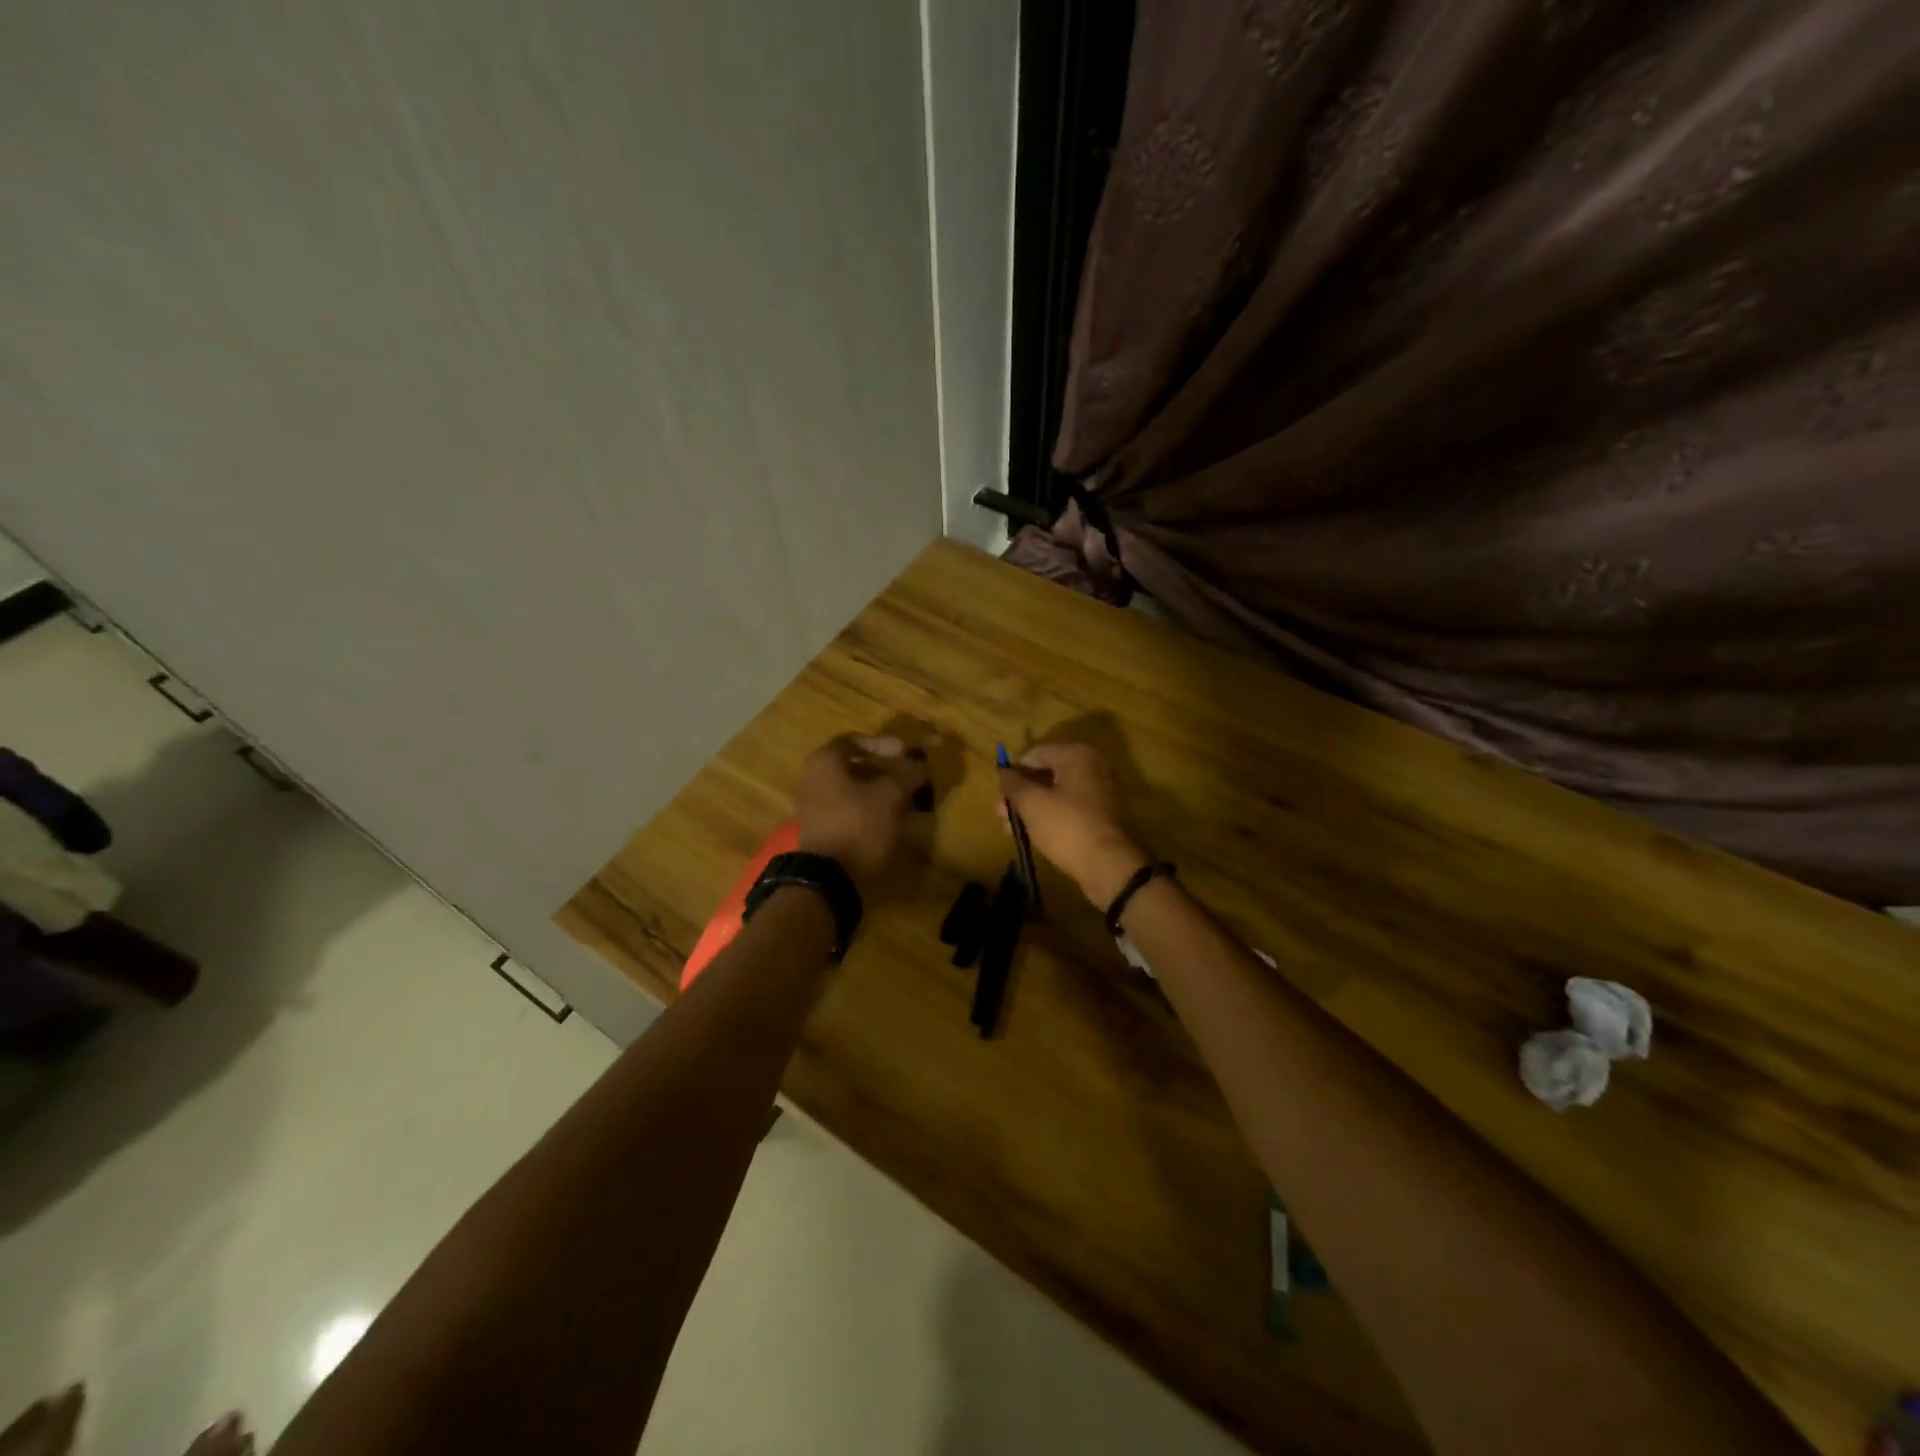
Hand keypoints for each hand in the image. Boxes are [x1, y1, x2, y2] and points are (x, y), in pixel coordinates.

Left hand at [796, 734, 929, 889]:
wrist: (828, 877)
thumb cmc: (858, 825)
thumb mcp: (890, 796)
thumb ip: (907, 774)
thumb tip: (920, 763)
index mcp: (825, 761)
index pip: (856, 739)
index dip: (884, 743)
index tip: (906, 753)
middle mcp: (814, 778)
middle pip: (855, 764)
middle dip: (886, 769)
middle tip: (910, 776)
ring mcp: (816, 805)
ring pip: (854, 788)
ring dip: (882, 790)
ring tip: (908, 799)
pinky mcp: (824, 828)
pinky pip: (851, 808)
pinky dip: (872, 808)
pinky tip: (894, 818)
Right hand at [998, 742, 1149, 908]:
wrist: (1109, 866)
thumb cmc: (1067, 827)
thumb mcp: (1032, 804)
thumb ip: (1013, 783)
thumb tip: (1004, 772)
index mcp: (1076, 755)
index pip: (1035, 753)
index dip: (1013, 770)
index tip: (998, 792)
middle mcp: (1091, 767)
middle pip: (1046, 773)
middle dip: (1020, 792)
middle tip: (1000, 812)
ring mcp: (1099, 791)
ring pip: (1056, 793)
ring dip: (1031, 807)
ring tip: (1010, 828)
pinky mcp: (1101, 815)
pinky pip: (1068, 808)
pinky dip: (1049, 816)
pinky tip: (1031, 833)